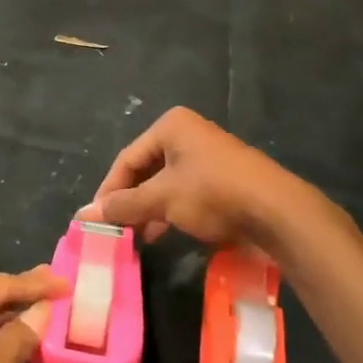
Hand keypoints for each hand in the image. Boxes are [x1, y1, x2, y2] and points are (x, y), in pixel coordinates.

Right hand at [87, 107, 294, 247]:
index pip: (127, 159)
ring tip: (136, 236)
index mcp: (171, 126)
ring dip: (149, 210)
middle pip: (146, 170)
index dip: (109, 190)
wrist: (278, 212)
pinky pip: (186, 193)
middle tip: (116, 229)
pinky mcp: (224, 180)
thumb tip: (84, 214)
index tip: (97, 219)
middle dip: (130, 201)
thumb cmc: (213, 193)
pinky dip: (171, 212)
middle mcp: (189, 135)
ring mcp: (209, 157)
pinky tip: (162, 234)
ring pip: (166, 184)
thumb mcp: (162, 199)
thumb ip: (123, 205)